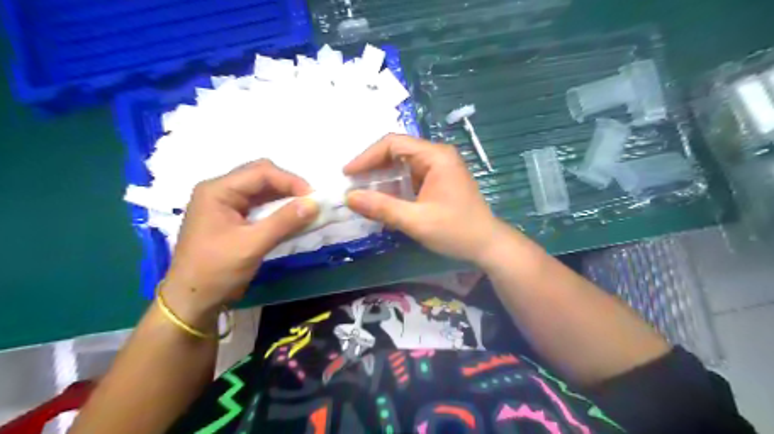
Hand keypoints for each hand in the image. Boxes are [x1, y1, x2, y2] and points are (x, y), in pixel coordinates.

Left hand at [163, 161, 320, 316]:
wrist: (193, 300)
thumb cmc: (216, 270)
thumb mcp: (252, 245)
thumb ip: (284, 221)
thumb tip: (315, 203)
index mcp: (218, 190)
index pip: (261, 172)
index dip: (290, 181)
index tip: (313, 198)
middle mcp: (220, 190)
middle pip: (261, 176)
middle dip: (288, 186)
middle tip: (310, 202)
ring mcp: (225, 204)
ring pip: (262, 190)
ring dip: (285, 197)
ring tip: (305, 209)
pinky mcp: (232, 217)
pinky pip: (260, 205)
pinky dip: (277, 209)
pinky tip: (291, 218)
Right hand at [344, 133, 508, 263]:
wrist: (487, 245)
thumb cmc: (456, 231)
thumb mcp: (416, 221)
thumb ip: (382, 208)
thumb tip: (349, 197)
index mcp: (435, 156)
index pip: (393, 144)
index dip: (367, 156)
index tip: (348, 173)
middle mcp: (437, 156)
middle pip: (397, 151)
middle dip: (372, 167)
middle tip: (352, 184)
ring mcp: (438, 168)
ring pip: (402, 165)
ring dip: (382, 177)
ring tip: (362, 192)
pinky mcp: (438, 181)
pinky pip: (410, 177)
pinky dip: (394, 187)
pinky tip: (382, 200)